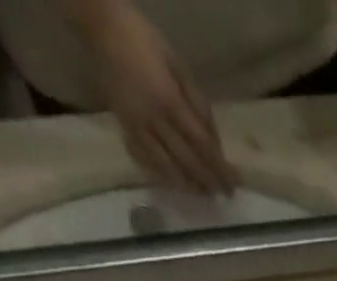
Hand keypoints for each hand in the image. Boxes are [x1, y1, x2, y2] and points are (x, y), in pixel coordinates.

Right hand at [79, 2, 236, 192]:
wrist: (103, 28)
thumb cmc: (147, 42)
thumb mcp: (180, 68)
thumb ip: (199, 106)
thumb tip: (215, 144)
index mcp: (170, 101)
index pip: (202, 145)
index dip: (219, 168)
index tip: (234, 185)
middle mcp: (154, 120)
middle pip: (187, 161)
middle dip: (207, 181)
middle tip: (223, 196)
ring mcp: (136, 127)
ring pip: (166, 167)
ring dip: (187, 185)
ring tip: (203, 194)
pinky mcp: (124, 128)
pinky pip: (145, 160)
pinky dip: (162, 176)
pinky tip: (176, 184)